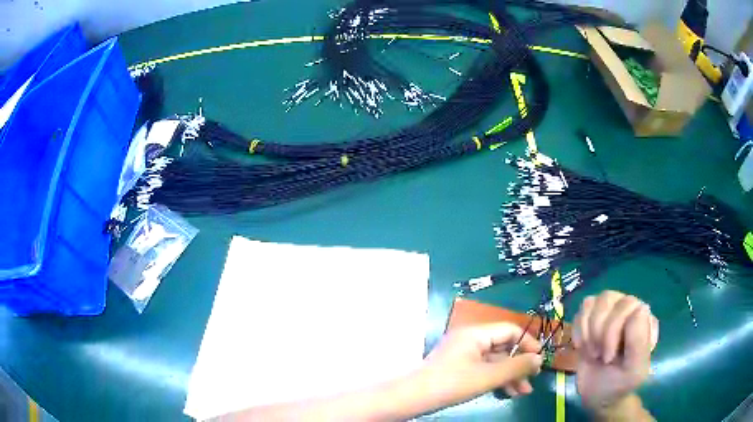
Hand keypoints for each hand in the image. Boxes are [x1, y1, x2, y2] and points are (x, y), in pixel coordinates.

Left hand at [421, 323, 543, 406]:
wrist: (413, 397)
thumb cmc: (452, 383)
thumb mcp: (488, 376)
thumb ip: (516, 367)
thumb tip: (539, 359)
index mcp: (476, 333)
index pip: (510, 330)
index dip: (528, 343)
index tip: (540, 360)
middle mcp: (470, 339)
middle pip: (503, 347)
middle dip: (519, 365)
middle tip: (532, 380)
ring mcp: (463, 354)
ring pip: (494, 361)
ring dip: (510, 375)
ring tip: (523, 392)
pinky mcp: (458, 368)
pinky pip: (483, 369)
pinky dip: (495, 379)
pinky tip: (507, 392)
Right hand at [573, 291, 658, 410]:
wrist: (599, 397)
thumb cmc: (619, 384)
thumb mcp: (633, 371)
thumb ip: (640, 342)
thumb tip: (640, 307)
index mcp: (645, 319)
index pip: (628, 305)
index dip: (613, 330)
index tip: (608, 358)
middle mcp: (630, 308)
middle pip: (608, 300)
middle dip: (599, 333)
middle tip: (598, 357)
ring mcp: (611, 310)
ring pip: (595, 302)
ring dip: (588, 331)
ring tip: (592, 352)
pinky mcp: (593, 317)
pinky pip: (583, 308)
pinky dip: (579, 329)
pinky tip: (582, 346)